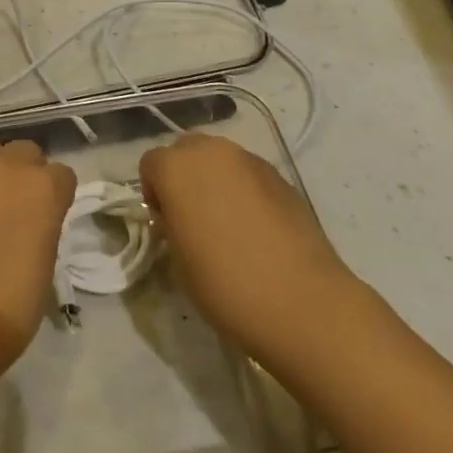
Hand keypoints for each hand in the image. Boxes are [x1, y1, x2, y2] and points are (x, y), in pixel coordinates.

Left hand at [0, 136, 76, 380]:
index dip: (53, 194)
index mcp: (47, 190)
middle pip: (25, 150)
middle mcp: (10, 166)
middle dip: (22, 172)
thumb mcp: (45, 261)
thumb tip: (30, 216)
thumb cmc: (10, 308)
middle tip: (10, 204)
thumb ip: (43, 224)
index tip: (44, 214)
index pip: (61, 174)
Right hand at [140, 134, 353, 369]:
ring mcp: (251, 161)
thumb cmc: (224, 284)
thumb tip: (178, 217)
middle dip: (184, 175)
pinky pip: (250, 175)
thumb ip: (171, 225)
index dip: (154, 192)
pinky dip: (245, 190)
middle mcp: (213, 152)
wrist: (301, 302)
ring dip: (215, 180)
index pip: (151, 164)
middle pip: (186, 150)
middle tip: (191, 217)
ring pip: (221, 159)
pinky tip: (256, 229)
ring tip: (226, 223)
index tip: (165, 224)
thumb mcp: (178, 259)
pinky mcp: (282, 177)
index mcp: (177, 168)